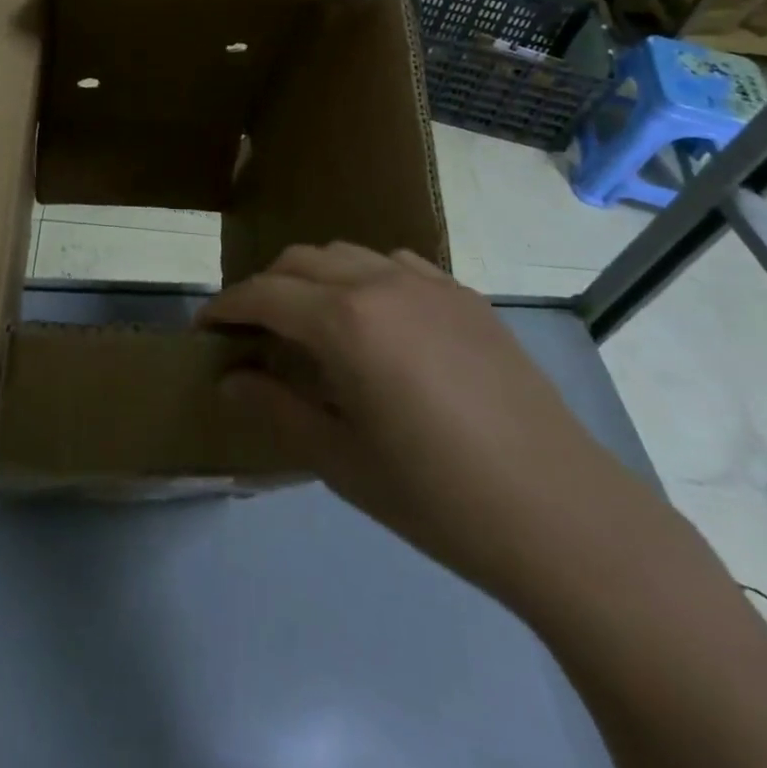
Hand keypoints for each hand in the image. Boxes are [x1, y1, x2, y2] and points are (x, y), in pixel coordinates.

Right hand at [201, 244, 647, 605]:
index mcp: (344, 321)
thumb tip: (228, 379)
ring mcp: (428, 283)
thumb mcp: (340, 459)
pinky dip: (364, 277)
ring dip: (313, 278)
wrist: (561, 513)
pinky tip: (376, 319)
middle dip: (265, 288)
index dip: (226, 307)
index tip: (205, 328)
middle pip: (300, 261)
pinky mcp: (464, 296)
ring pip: (346, 254)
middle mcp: (380, 282)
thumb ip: (275, 408)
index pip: (263, 294)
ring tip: (311, 323)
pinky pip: (396, 263)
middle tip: (253, 332)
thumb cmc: (437, 496)